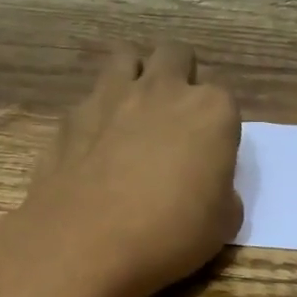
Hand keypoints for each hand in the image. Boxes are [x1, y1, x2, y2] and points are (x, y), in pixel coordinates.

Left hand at [0, 42, 241, 296]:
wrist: (85, 241)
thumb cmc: (168, 233)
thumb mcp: (222, 224)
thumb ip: (224, 192)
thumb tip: (210, 186)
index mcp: (211, 110)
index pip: (224, 100)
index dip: (217, 127)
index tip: (209, 156)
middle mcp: (163, 89)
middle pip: (176, 55)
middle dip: (179, 76)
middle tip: (175, 118)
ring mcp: (112, 96)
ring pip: (127, 56)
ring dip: (135, 75)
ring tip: (133, 112)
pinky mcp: (72, 115)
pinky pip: (90, 98)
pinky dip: (97, 113)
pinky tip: (94, 146)